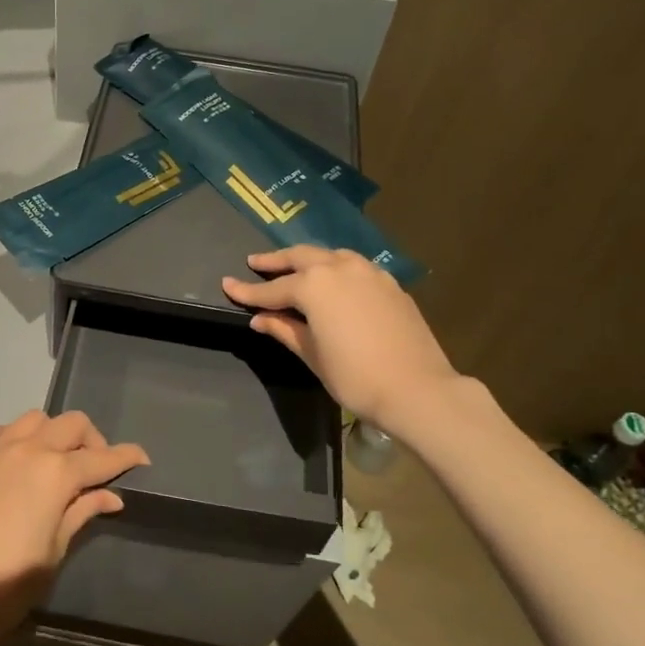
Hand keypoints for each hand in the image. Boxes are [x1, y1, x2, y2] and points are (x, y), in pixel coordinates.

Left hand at [0, 410, 147, 645]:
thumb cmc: (8, 584)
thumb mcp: (54, 551)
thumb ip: (81, 512)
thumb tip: (111, 496)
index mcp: (56, 474)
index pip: (103, 458)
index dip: (127, 457)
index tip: (142, 460)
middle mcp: (28, 450)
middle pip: (72, 424)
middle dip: (93, 441)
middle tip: (96, 469)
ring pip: (35, 419)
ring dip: (53, 433)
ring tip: (55, 462)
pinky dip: (14, 437)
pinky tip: (15, 460)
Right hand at [223, 246, 457, 426]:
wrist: (417, 389)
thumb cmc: (355, 377)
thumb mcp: (312, 355)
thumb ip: (284, 330)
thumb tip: (260, 318)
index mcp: (314, 286)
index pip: (272, 288)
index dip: (247, 290)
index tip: (227, 285)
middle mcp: (340, 268)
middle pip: (300, 258)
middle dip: (275, 261)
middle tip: (255, 263)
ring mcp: (369, 272)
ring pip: (330, 256)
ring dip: (308, 259)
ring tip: (293, 267)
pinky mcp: (390, 284)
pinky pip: (354, 266)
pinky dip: (335, 268)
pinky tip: (333, 281)